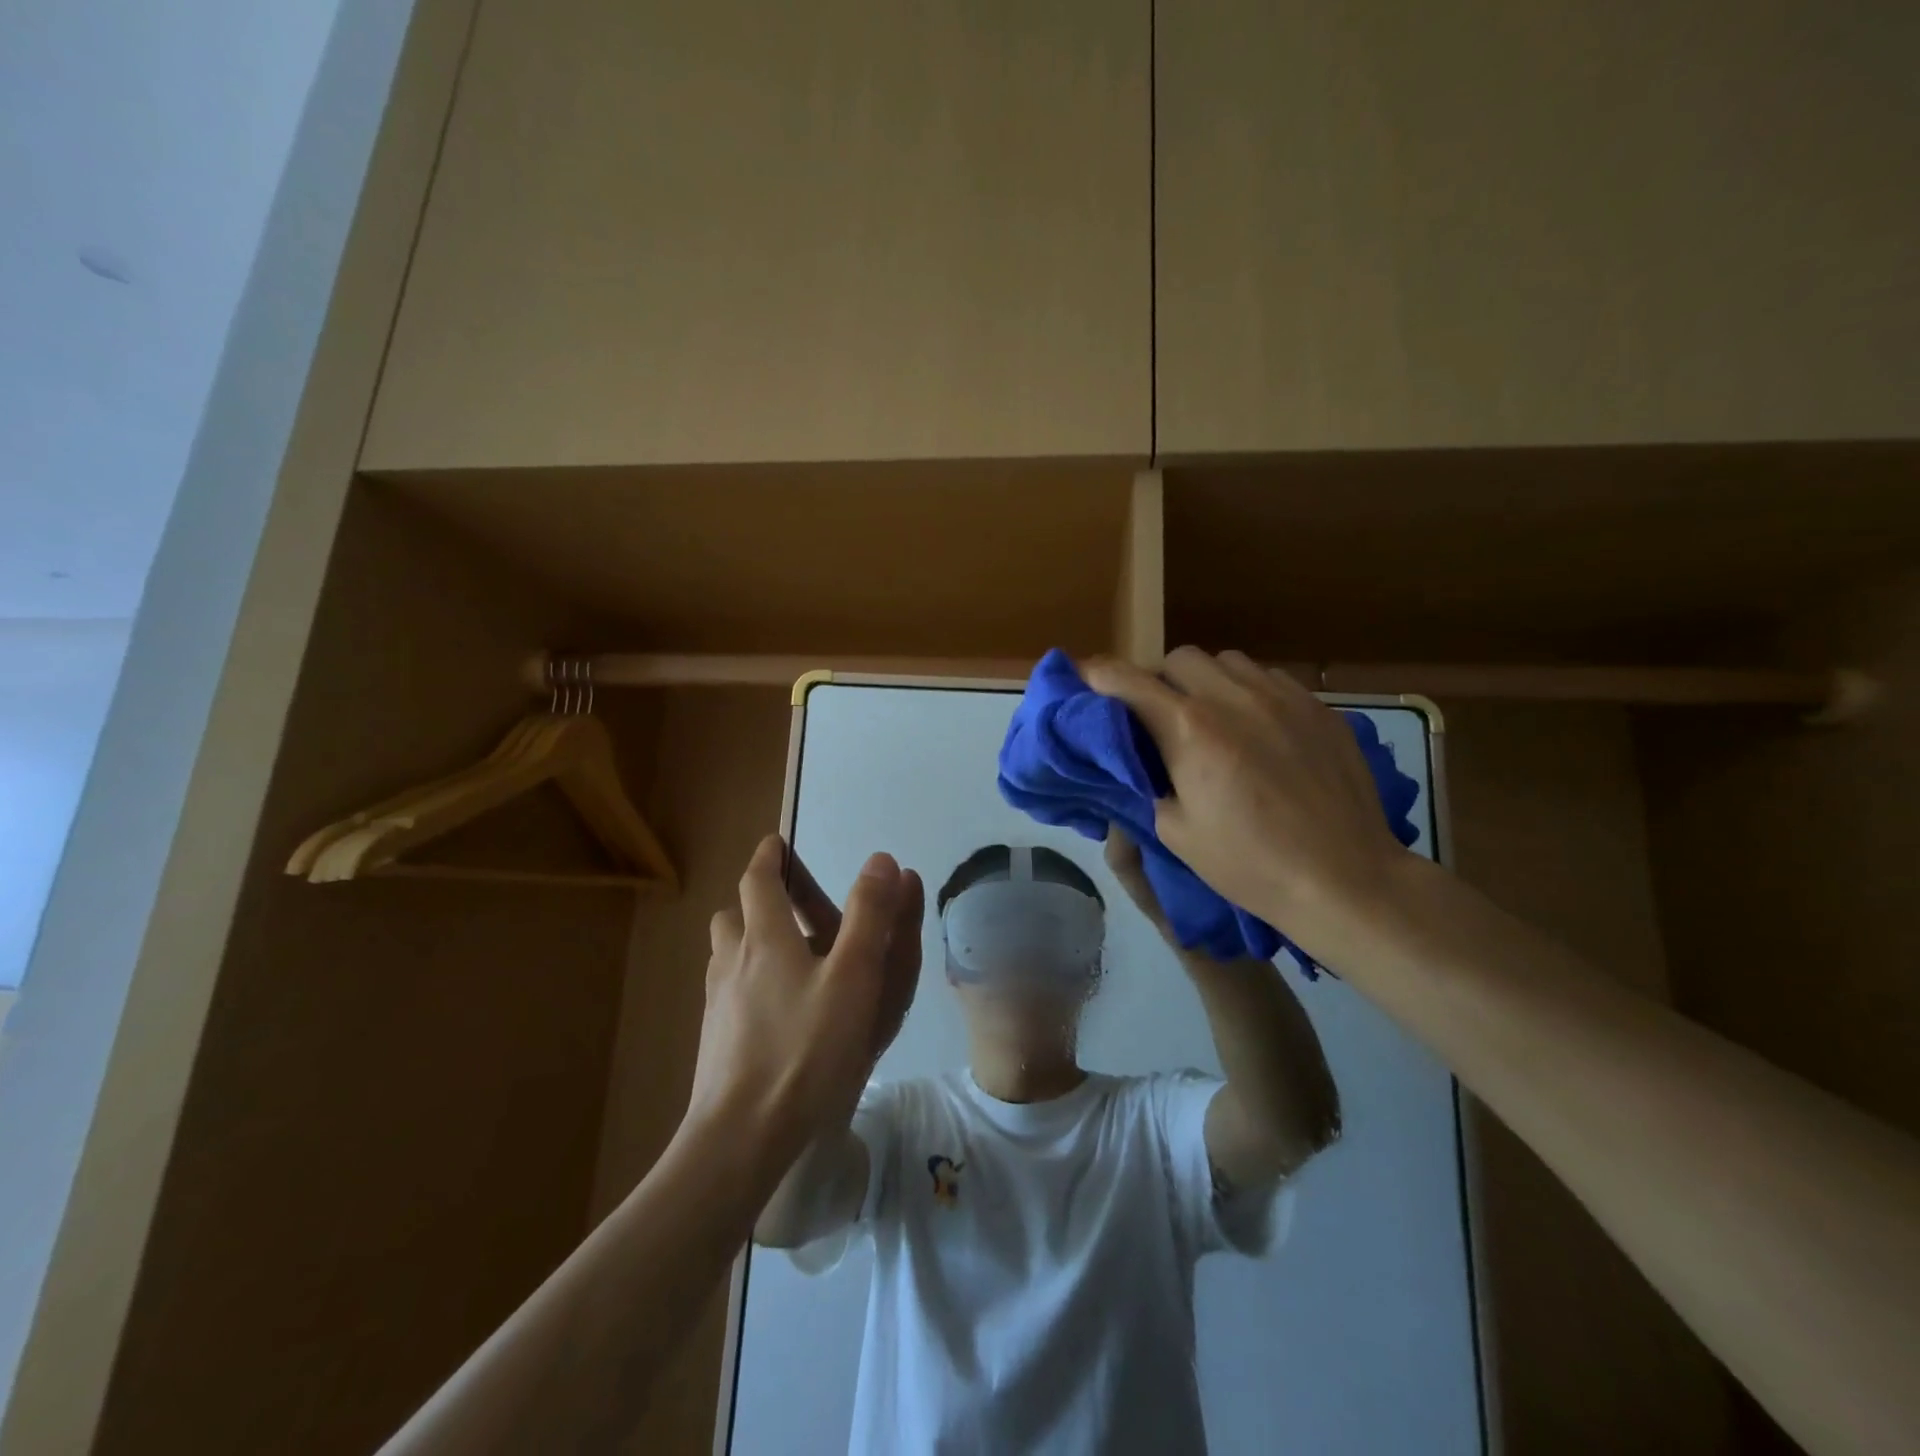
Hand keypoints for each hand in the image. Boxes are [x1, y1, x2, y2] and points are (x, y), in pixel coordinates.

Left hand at [685, 836, 923, 1176]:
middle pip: (733, 915)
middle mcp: (732, 961)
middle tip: (790, 905)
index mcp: (763, 938)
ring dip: (748, 941)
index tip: (777, 843)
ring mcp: (717, 1004)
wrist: (741, 1138)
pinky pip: (728, 992)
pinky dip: (747, 982)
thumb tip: (880, 859)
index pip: (757, 879)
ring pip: (726, 955)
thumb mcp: (853, 977)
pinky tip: (775, 1011)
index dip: (768, 856)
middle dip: (757, 900)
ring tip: (785, 957)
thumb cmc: (805, 1049)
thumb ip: (869, 916)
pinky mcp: (714, 1040)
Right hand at [1086, 648, 1412, 955]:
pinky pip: (1269, 678)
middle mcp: (1233, 698)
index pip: (1129, 681)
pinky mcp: (1318, 707)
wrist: (1343, 878)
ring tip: (1210, 716)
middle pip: (1178, 658)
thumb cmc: (1249, 864)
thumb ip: (1148, 781)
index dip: (1099, 676)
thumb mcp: (1175, 831)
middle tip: (1158, 715)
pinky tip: (1256, 727)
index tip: (1085, 679)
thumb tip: (1138, 759)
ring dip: (1205, 681)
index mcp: (1190, 730)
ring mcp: (1282, 697)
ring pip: (1227, 661)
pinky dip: (1247, 692)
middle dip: (1159, 679)